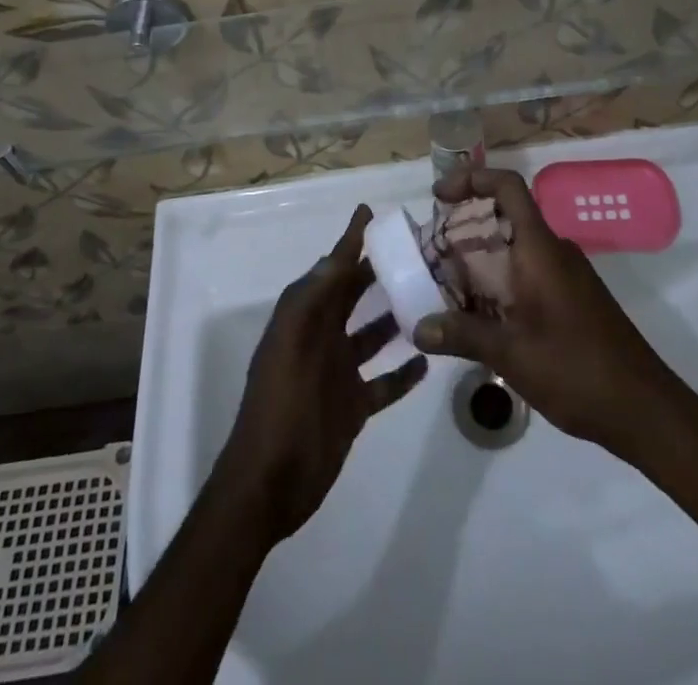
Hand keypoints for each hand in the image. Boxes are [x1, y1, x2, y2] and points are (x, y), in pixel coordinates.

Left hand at [216, 205, 426, 541]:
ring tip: (429, 296)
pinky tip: (427, 359)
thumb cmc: (279, 408)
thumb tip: (337, 255)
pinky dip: (403, 372)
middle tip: (415, 250)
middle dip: (376, 271)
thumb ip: (312, 300)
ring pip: (372, 334)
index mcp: (303, 319)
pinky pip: (384, 382)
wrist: (269, 484)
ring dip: (394, 316)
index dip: (349, 240)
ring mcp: (338, 373)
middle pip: (352, 295)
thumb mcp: (290, 345)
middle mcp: (321, 338)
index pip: (331, 268)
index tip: (370, 212)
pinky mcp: (353, 406)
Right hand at [412, 169, 676, 453]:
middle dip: (465, 227)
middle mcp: (553, 251)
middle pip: (505, 216)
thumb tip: (418, 328)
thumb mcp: (511, 354)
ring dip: (480, 257)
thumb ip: (462, 335)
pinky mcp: (572, 297)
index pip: (508, 186)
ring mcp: (566, 274)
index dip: (472, 179)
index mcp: (540, 248)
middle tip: (431, 253)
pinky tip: (481, 315)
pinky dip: (499, 279)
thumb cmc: (576, 369)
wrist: (645, 408)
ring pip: (514, 247)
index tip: (439, 196)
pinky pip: (527, 271)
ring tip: (446, 286)